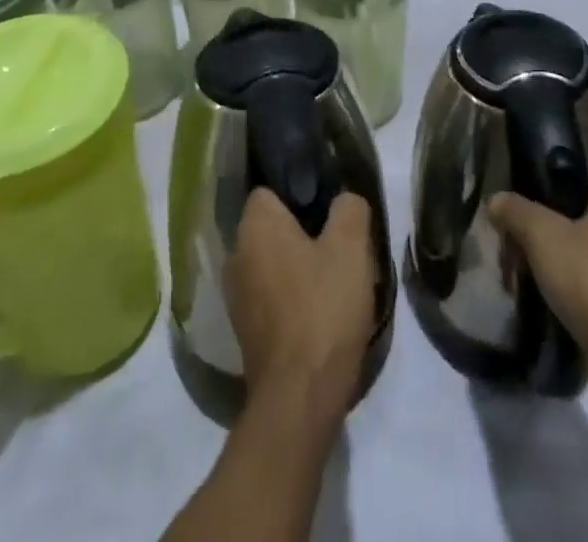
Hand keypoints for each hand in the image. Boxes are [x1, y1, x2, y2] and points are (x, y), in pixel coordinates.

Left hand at [226, 190, 375, 423]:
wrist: (299, 397)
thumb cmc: (323, 309)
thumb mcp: (351, 248)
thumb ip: (349, 209)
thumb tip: (345, 199)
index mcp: (255, 226)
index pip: (269, 190)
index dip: (299, 193)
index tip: (327, 207)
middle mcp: (236, 254)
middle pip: (271, 228)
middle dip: (301, 231)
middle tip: (338, 243)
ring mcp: (236, 297)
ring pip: (271, 264)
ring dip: (297, 268)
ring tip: (334, 281)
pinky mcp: (245, 332)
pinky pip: (270, 297)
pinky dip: (290, 299)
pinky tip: (320, 313)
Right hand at [489, 180, 587, 402]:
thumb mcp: (541, 234)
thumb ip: (516, 210)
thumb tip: (496, 200)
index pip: (578, 182)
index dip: (546, 191)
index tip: (520, 210)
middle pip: (583, 220)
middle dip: (552, 234)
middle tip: (520, 248)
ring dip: (566, 266)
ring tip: (534, 279)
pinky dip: (582, 295)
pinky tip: (558, 306)